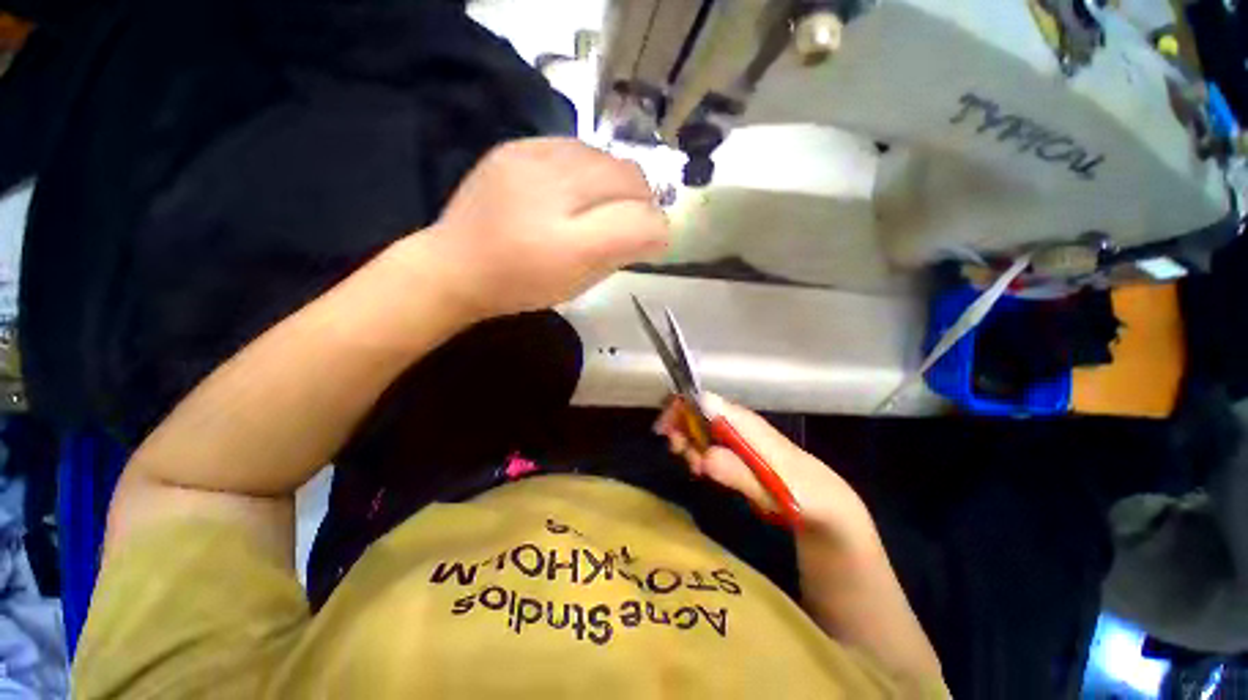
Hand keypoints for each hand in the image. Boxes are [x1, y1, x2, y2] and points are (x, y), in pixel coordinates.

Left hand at [424, 137, 669, 319]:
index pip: (641, 219)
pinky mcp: (515, 146)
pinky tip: (572, 187)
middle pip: (629, 177)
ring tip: (599, 204)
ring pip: (604, 158)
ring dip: (614, 181)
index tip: (650, 242)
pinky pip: (573, 146)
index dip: (655, 229)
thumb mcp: (579, 281)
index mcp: (571, 241)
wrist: (456, 266)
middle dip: (640, 199)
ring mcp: (532, 159)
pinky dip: (587, 166)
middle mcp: (556, 191)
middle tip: (628, 221)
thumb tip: (653, 228)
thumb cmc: (523, 285)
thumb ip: (621, 251)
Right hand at [655, 394, 873, 539]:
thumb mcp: (770, 486)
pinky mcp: (736, 449)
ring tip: (693, 468)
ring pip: (700, 427)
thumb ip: (738, 472)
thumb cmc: (799, 493)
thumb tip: (704, 457)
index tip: (666, 430)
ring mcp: (737, 436)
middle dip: (680, 427)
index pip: (704, 400)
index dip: (681, 408)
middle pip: (697, 411)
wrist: (823, 504)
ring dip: (688, 442)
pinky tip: (700, 468)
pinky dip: (697, 452)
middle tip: (678, 453)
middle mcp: (737, 423)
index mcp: (745, 423)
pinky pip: (708, 442)